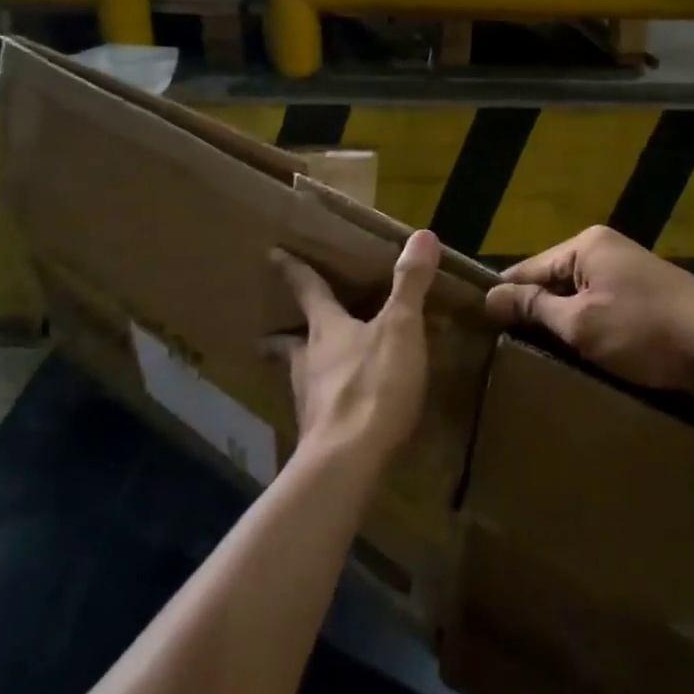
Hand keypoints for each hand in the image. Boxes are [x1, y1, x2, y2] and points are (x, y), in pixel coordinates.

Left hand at [268, 230, 440, 466]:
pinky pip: (320, 409)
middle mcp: (310, 362)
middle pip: (290, 343)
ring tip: (307, 370)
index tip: (273, 255)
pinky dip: (325, 403)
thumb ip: (409, 284)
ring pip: (301, 376)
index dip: (294, 270)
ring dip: (302, 369)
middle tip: (271, 334)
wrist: (348, 460)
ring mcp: (311, 401)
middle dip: (283, 336)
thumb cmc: (373, 385)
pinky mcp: (320, 434)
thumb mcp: (400, 328)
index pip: (308, 291)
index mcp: (327, 330)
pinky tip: (336, 410)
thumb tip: (423, 234)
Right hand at [483, 226, 693, 394]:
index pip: (528, 268)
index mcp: (587, 244)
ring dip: (563, 323)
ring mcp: (629, 270)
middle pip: (553, 281)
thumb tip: (490, 296)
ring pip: (577, 297)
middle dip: (536, 313)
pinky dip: (589, 326)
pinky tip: (581, 352)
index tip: (480, 328)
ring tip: (539, 355)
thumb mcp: (581, 324)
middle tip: (508, 349)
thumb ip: (535, 308)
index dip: (506, 298)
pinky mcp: (646, 293)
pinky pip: (601, 305)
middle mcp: (606, 248)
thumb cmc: (646, 332)